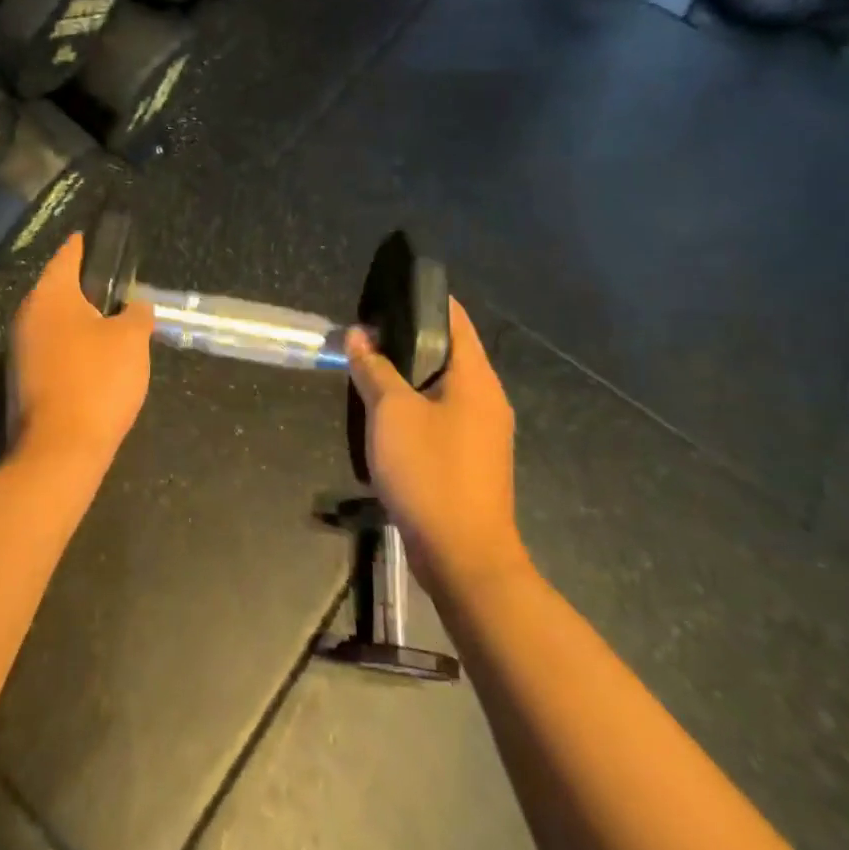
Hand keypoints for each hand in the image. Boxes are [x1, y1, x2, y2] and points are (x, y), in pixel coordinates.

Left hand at [6, 234, 154, 471]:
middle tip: (114, 286)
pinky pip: (50, 348)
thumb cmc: (98, 381)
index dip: (84, 244)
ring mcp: (19, 350)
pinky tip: (94, 359)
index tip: (95, 237)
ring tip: (110, 323)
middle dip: (84, 286)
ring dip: (78, 319)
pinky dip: (71, 345)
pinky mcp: (21, 379)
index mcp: (50, 296)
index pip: (67, 256)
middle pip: (57, 289)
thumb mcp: (132, 340)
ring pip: (53, 321)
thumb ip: (136, 314)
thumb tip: (135, 306)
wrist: (60, 450)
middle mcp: (27, 316)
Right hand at [345, 301, 529, 590]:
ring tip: (370, 365)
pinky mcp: (472, 458)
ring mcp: (483, 431)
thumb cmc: (430, 472)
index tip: (387, 292)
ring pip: (443, 385)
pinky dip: (416, 402)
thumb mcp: (391, 412)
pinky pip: (442, 413)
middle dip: (409, 338)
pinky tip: (386, 412)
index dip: (423, 299)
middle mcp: (487, 398)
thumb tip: (360, 334)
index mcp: (476, 378)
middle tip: (367, 331)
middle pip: (449, 350)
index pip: (455, 318)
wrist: (465, 557)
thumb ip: (374, 368)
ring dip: (409, 373)